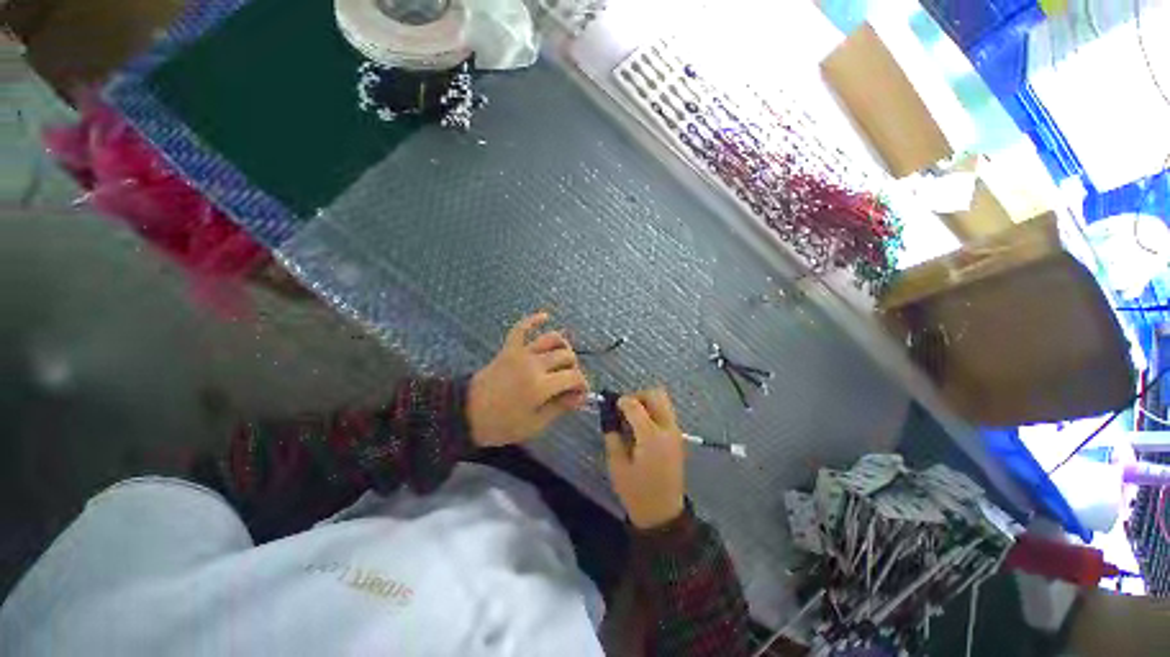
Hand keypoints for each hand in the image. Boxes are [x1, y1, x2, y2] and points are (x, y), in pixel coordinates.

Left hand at [467, 313, 589, 447]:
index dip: (582, 385)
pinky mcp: (509, 349)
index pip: (574, 377)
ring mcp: (521, 353)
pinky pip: (522, 328)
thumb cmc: (501, 425)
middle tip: (569, 382)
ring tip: (564, 358)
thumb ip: (560, 407)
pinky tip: (545, 316)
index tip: (579, 395)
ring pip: (552, 339)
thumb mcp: (535, 424)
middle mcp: (535, 364)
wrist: (465, 414)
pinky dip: (534, 320)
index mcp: (541, 386)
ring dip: (563, 347)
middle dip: (574, 368)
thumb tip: (579, 397)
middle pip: (567, 356)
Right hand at [604, 388, 685, 529]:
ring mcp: (676, 432)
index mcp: (651, 436)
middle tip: (625, 411)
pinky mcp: (678, 438)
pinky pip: (666, 414)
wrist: (663, 514)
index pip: (635, 405)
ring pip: (663, 402)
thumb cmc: (637, 492)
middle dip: (638, 396)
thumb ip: (613, 437)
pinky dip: (653, 413)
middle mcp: (668, 429)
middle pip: (656, 395)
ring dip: (646, 404)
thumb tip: (610, 418)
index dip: (621, 402)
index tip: (612, 407)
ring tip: (633, 421)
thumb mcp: (617, 465)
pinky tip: (642, 430)